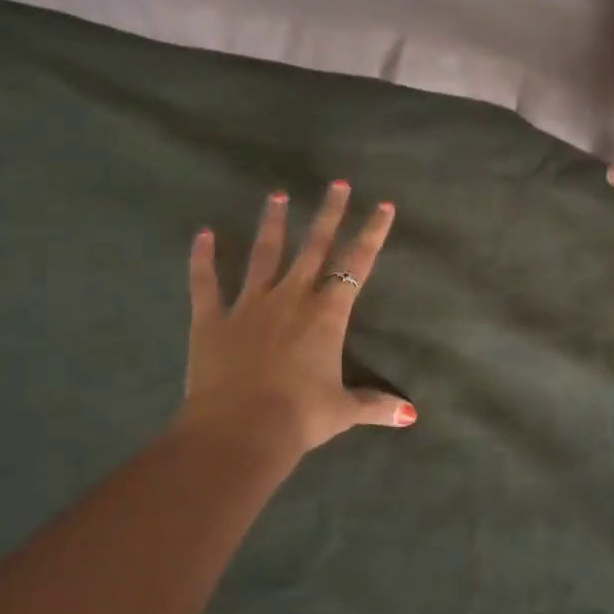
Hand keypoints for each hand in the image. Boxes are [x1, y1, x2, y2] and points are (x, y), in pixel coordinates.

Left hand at [180, 182, 415, 455]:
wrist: (239, 430)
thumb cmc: (298, 417)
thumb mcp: (342, 411)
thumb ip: (375, 405)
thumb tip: (411, 415)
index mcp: (326, 315)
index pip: (356, 265)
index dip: (371, 234)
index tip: (382, 205)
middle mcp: (291, 298)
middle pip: (314, 247)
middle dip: (328, 214)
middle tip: (336, 184)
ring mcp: (248, 305)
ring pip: (264, 255)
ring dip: (271, 224)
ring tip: (276, 195)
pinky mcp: (212, 319)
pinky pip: (205, 283)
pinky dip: (202, 259)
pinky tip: (202, 234)